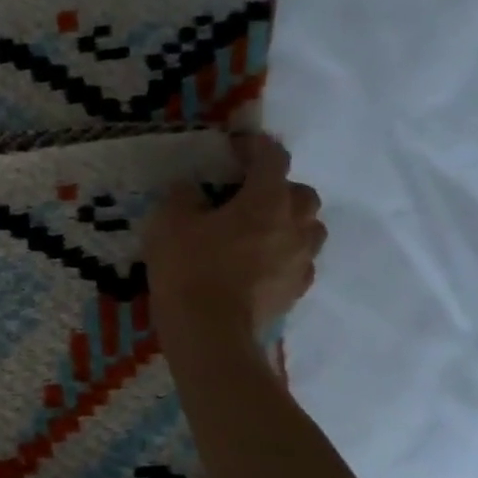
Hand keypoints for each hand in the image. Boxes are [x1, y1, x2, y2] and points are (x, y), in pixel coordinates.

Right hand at [142, 133, 324, 351]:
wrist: (210, 332)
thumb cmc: (189, 268)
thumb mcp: (168, 223)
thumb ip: (182, 197)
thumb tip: (191, 189)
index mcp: (265, 201)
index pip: (272, 160)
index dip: (255, 147)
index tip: (236, 146)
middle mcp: (293, 226)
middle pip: (302, 194)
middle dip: (279, 187)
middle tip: (246, 194)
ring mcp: (300, 261)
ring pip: (309, 228)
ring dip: (288, 222)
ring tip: (256, 230)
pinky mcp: (296, 290)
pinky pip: (299, 261)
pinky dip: (283, 254)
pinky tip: (256, 263)